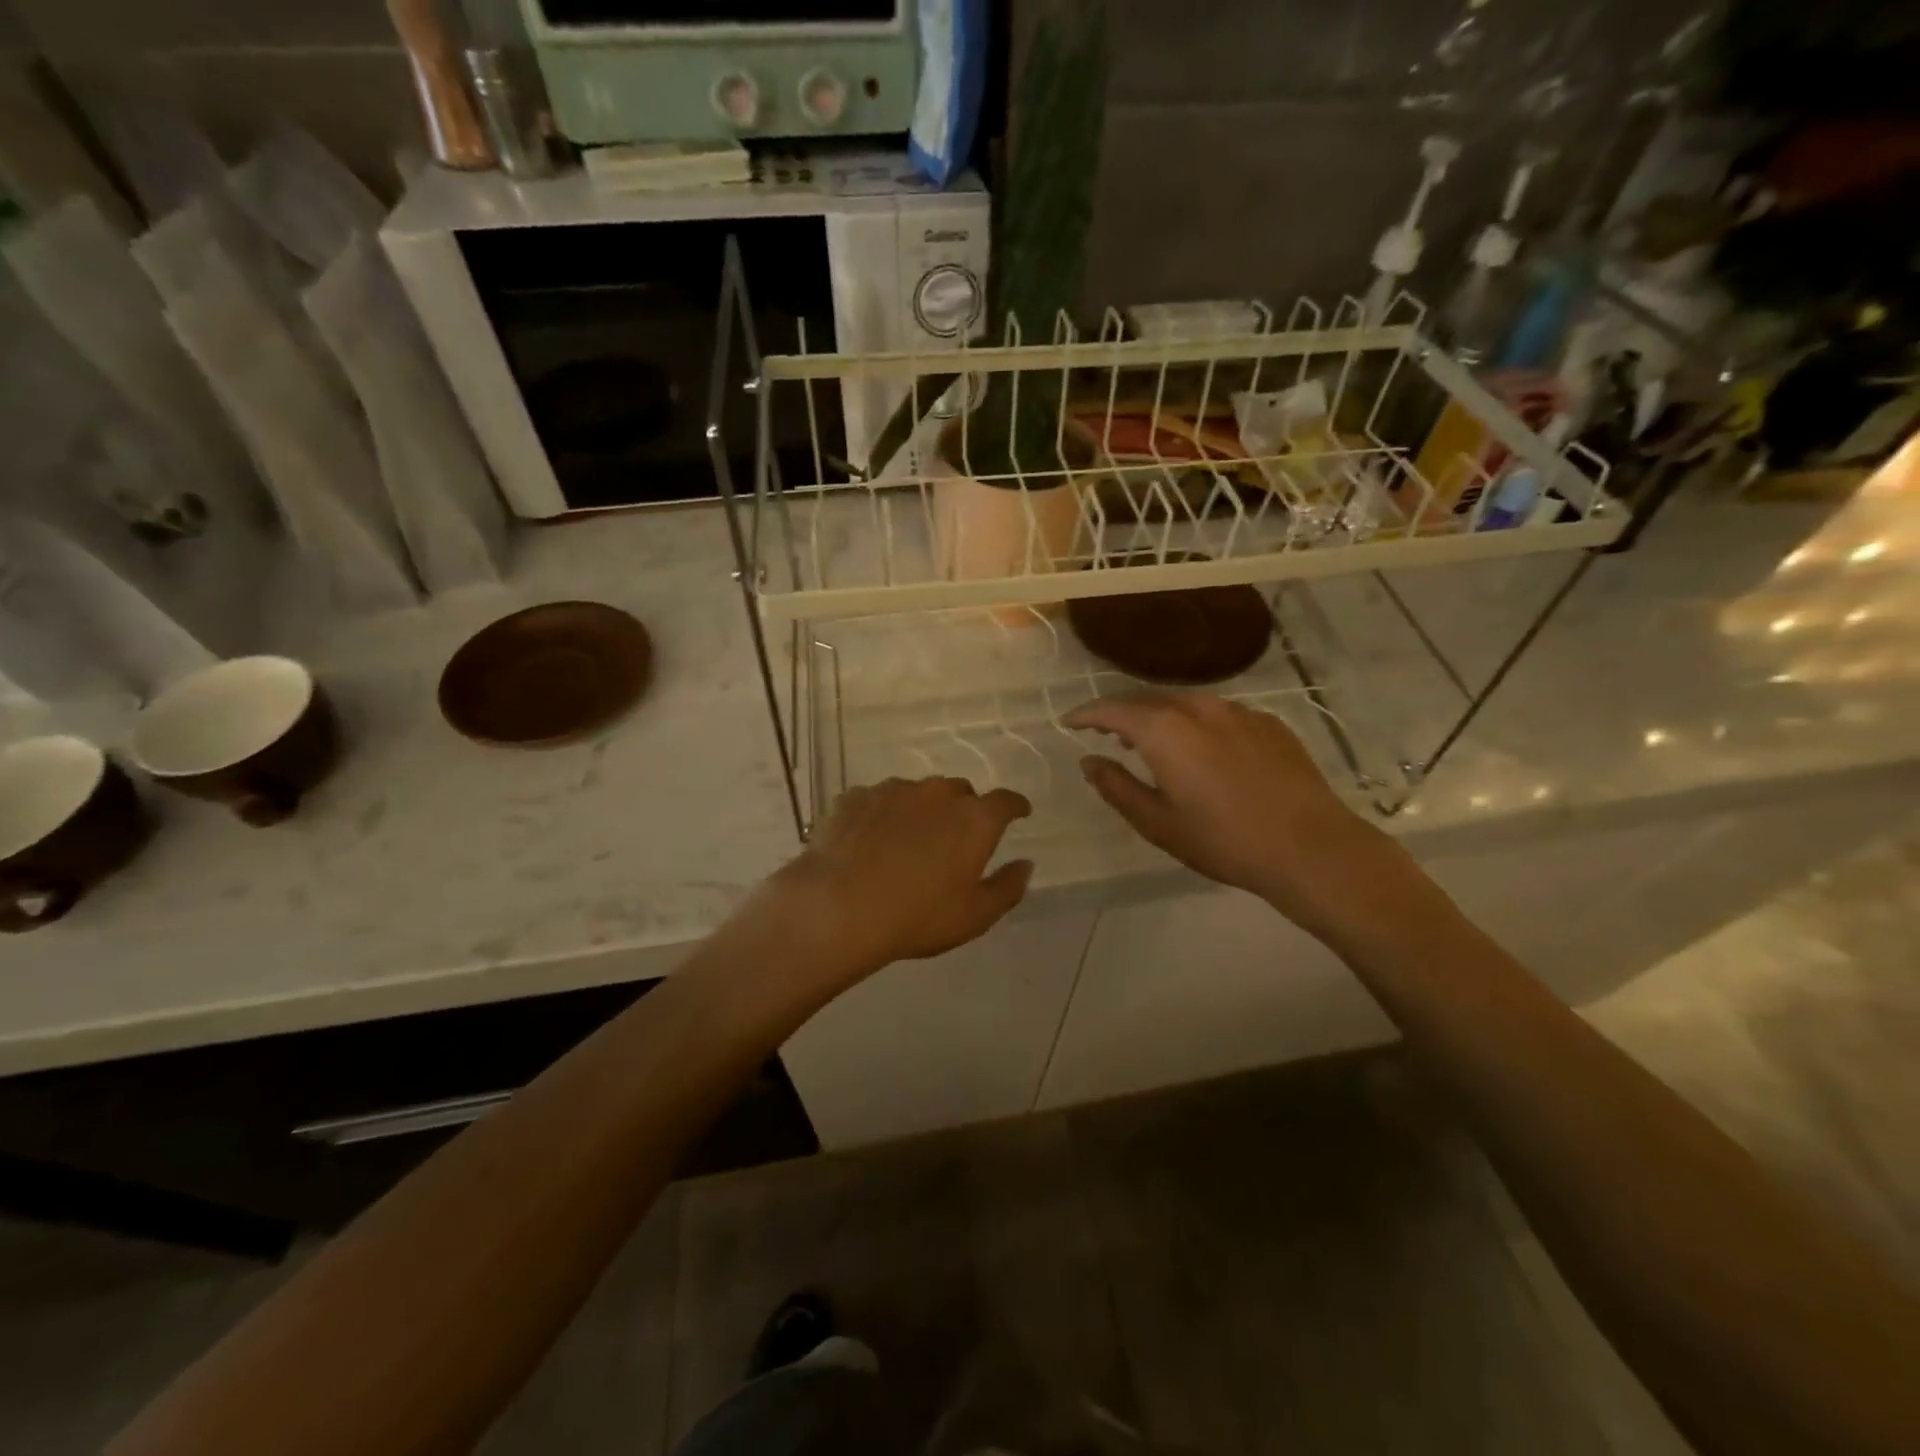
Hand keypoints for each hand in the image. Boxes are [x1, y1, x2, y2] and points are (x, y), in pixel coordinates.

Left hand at [761, 777, 1033, 987]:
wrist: (837, 906)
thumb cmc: (917, 915)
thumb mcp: (975, 916)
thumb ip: (1007, 887)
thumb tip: (1025, 864)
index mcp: (974, 819)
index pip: (1005, 801)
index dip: (1015, 806)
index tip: (1019, 812)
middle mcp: (937, 793)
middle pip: (960, 792)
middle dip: (964, 809)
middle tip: (955, 839)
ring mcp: (893, 790)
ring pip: (917, 793)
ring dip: (921, 810)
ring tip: (907, 842)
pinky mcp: (856, 796)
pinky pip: (879, 800)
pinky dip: (883, 815)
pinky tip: (870, 840)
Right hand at [1066, 693, 1410, 941]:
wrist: (1312, 848)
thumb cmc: (1225, 841)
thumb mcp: (1159, 823)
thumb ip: (1118, 788)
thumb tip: (1090, 761)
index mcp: (1165, 730)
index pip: (1113, 709)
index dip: (1087, 714)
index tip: (1070, 722)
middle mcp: (1199, 708)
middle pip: (1148, 698)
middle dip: (1121, 711)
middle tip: (1105, 731)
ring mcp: (1239, 711)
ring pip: (1185, 701)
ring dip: (1159, 714)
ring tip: (1149, 737)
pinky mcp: (1268, 723)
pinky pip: (1218, 712)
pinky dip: (1196, 722)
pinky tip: (1202, 748)